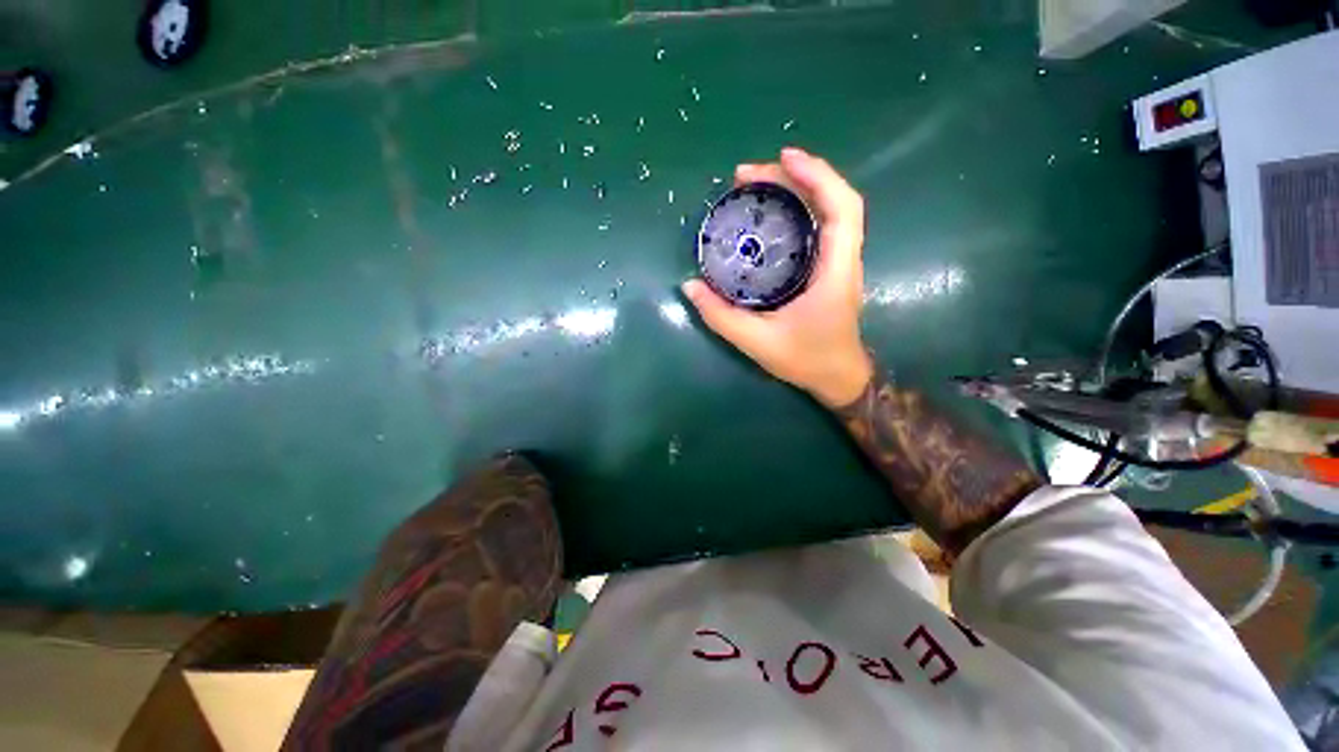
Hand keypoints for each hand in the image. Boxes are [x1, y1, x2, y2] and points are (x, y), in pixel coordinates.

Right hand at [682, 147, 872, 407]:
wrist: (838, 378)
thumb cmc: (806, 360)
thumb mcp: (758, 342)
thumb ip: (721, 316)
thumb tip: (690, 286)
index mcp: (835, 272)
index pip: (842, 209)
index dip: (818, 176)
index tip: (782, 158)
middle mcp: (844, 260)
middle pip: (834, 201)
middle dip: (795, 178)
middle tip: (748, 176)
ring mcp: (840, 264)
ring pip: (829, 211)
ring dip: (797, 190)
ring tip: (756, 185)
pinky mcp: (830, 270)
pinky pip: (820, 227)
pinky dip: (799, 209)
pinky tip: (772, 213)